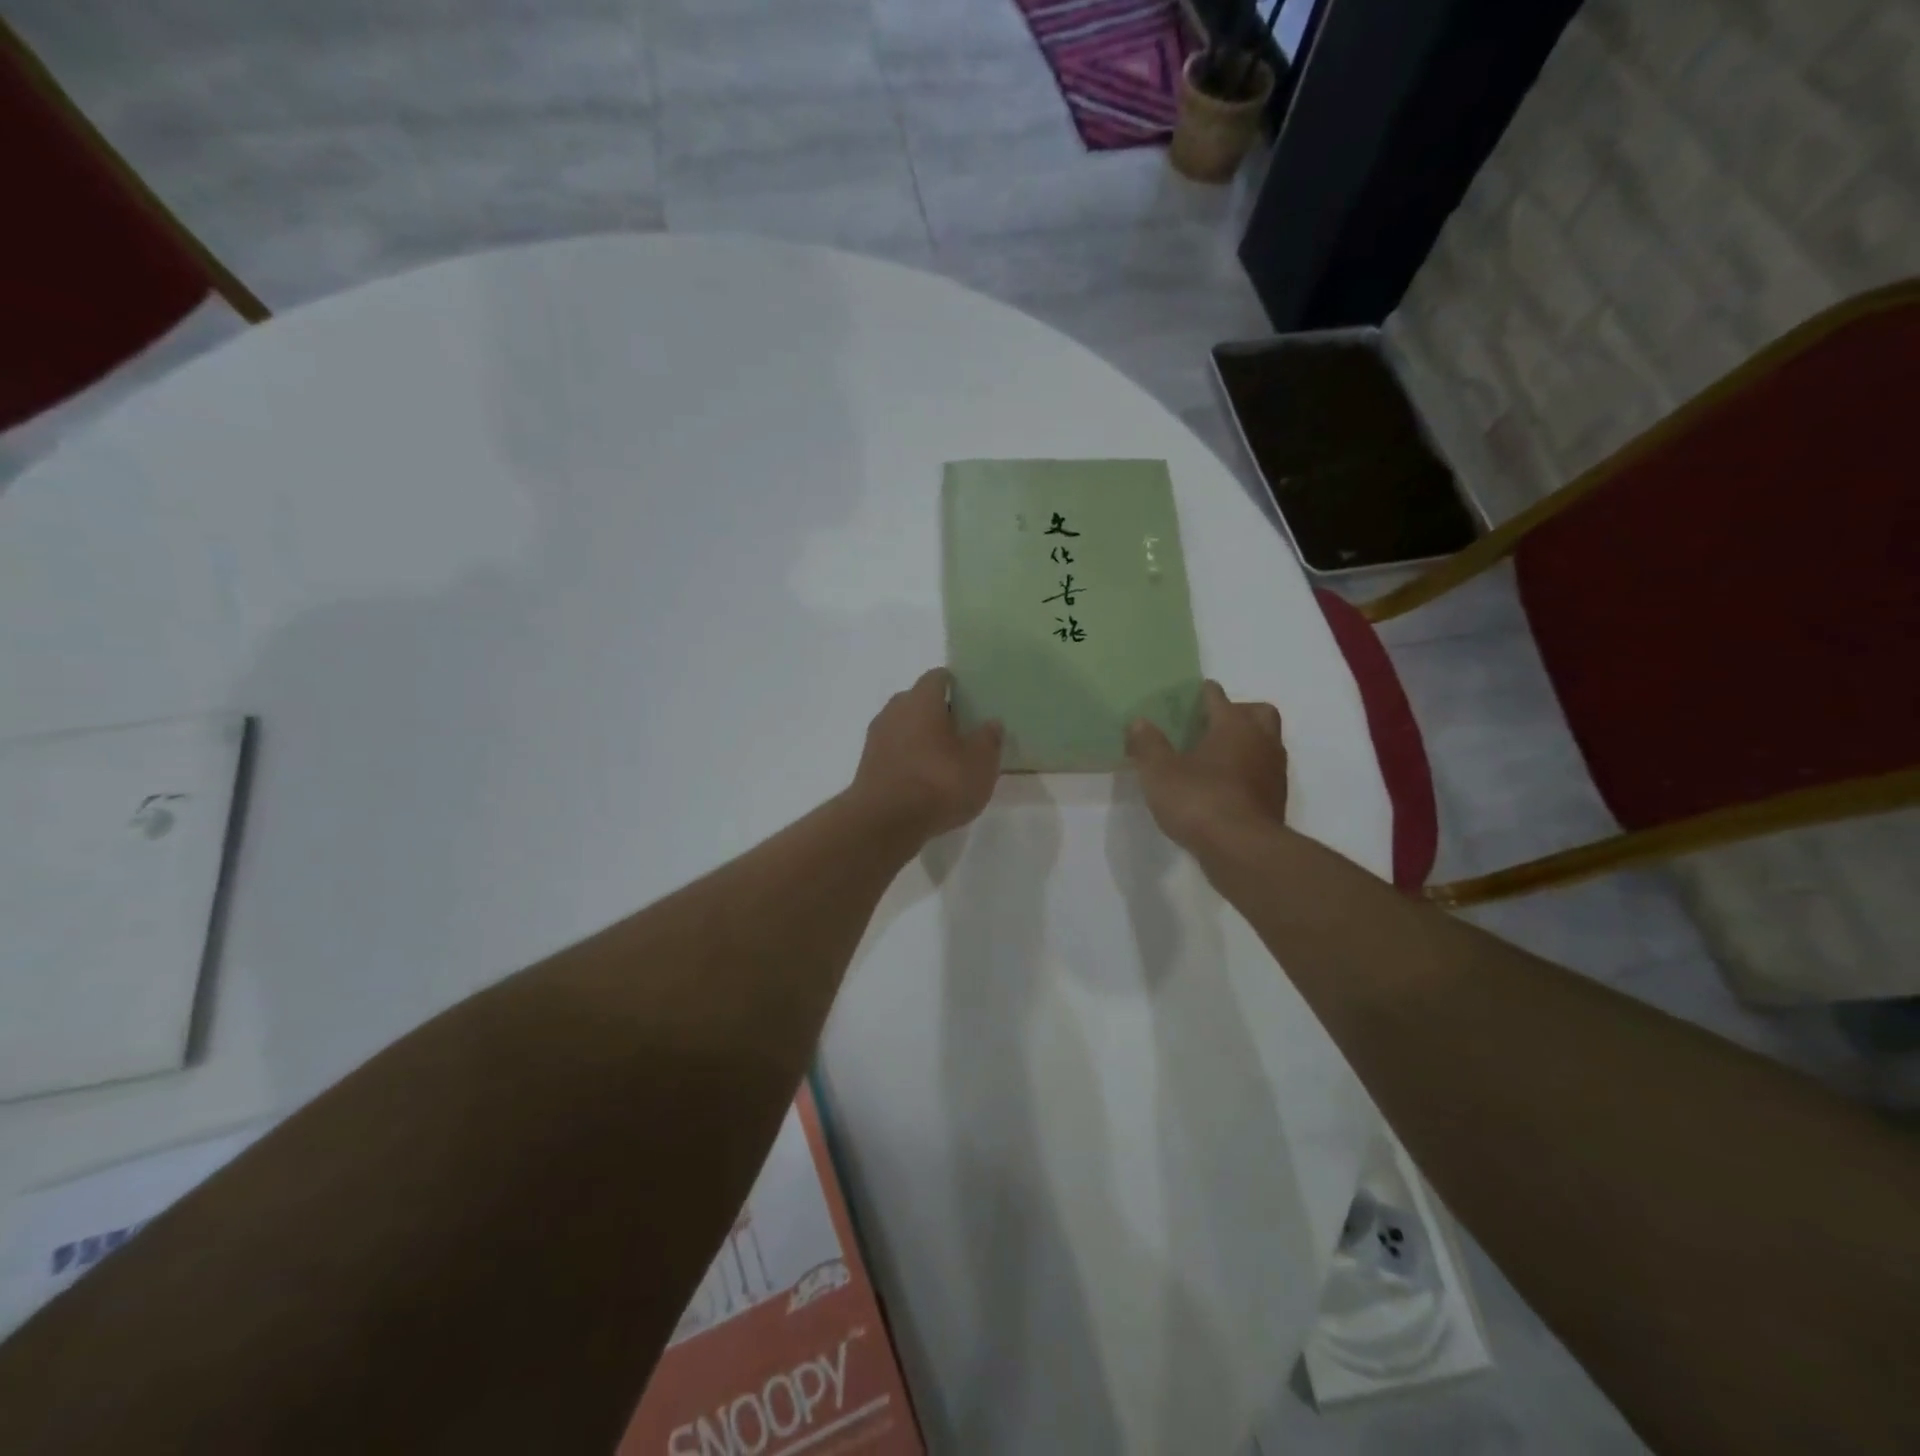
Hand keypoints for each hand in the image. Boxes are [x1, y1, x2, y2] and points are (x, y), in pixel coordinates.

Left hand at [850, 669, 1002, 842]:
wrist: (884, 823)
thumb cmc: (938, 783)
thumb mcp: (980, 763)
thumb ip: (988, 739)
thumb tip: (992, 723)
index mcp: (921, 699)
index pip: (938, 677)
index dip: (955, 685)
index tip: (971, 700)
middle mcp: (894, 710)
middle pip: (918, 701)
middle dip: (939, 712)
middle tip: (963, 731)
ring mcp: (876, 738)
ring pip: (904, 727)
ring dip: (922, 738)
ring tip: (946, 758)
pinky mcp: (868, 765)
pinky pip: (894, 751)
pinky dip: (909, 758)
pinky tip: (925, 779)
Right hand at [1126, 680, 1287, 852]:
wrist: (1242, 850)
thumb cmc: (1199, 800)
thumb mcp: (1159, 772)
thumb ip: (1148, 744)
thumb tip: (1139, 722)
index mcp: (1233, 725)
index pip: (1219, 697)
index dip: (1204, 693)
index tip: (1192, 694)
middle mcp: (1261, 741)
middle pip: (1258, 713)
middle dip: (1239, 712)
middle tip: (1213, 723)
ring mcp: (1274, 772)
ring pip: (1266, 743)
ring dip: (1246, 743)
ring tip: (1216, 757)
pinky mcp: (1276, 801)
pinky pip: (1263, 773)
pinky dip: (1248, 772)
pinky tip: (1225, 786)